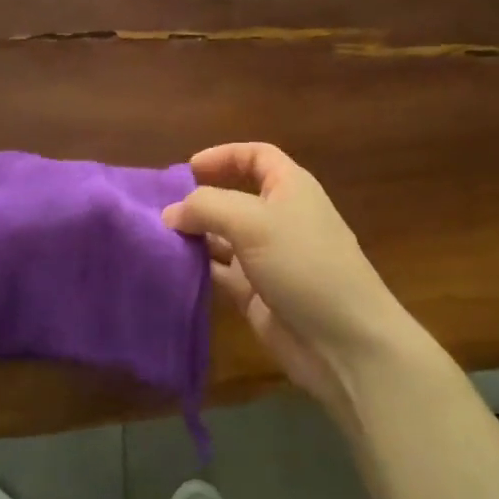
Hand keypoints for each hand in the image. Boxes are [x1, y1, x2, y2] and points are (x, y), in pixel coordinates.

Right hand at [163, 143, 418, 424]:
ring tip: (154, 237)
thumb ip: (206, 207)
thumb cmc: (304, 263)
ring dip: (193, 235)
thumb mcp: (252, 222)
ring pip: (222, 237)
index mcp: (290, 188)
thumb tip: (170, 213)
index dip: (224, 156)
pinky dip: (196, 268)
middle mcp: (278, 218)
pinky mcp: (255, 294)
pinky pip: (219, 273)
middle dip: (199, 199)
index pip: (256, 157)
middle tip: (158, 207)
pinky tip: (169, 268)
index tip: (187, 168)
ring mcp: (267, 258)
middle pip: (233, 197)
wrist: (344, 342)